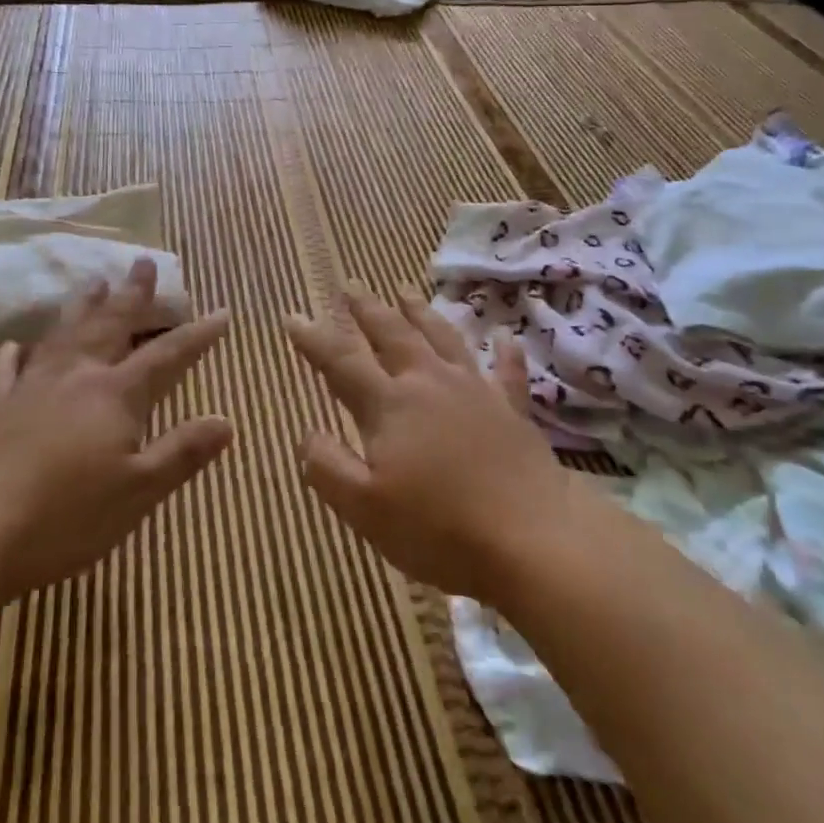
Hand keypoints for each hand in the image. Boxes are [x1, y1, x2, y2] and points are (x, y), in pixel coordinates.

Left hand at [0, 258, 232, 598]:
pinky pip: (5, 371)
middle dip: (132, 295)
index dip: (197, 334)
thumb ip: (183, 452)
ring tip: (93, 282)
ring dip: (82, 307)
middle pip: (111, 326)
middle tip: (144, 262)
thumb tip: (227, 421)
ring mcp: (30, 390)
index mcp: (116, 395)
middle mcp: (76, 378)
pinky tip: (12, 345)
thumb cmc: (65, 518)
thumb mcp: (140, 491)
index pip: (167, 355)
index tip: (221, 312)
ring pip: (63, 336)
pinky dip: (11, 355)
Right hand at [283, 283, 588, 601]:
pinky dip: (505, 352)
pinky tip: (505, 336)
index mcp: (390, 405)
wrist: (530, 538)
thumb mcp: (365, 509)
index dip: (314, 338)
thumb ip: (328, 467)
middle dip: (367, 308)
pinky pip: (507, 371)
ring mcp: (475, 391)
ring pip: (442, 338)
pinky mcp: (512, 409)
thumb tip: (307, 434)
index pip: (342, 362)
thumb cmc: (439, 529)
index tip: (293, 316)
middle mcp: (430, 383)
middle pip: (393, 334)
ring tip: (404, 289)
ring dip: (420, 312)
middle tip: (351, 284)